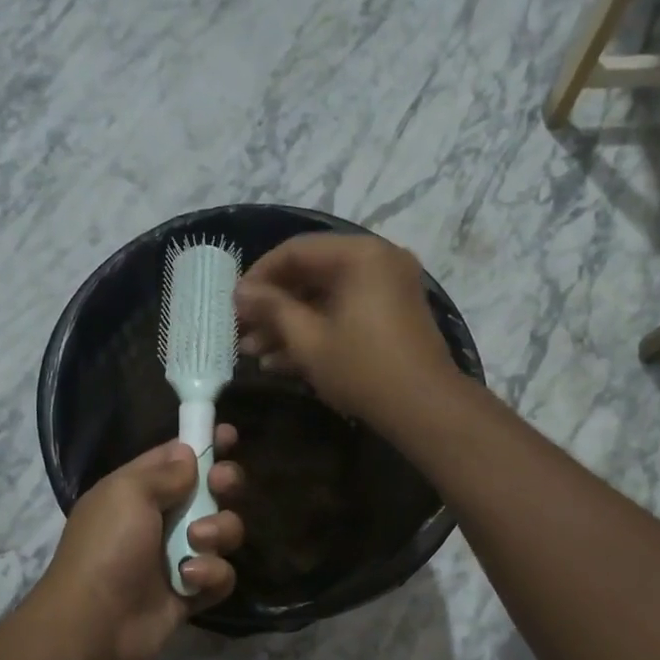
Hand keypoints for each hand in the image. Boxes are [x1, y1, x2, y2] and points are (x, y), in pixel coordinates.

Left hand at [35, 429, 244, 659]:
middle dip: (224, 486)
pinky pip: (221, 575)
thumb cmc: (107, 547)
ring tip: (196, 543)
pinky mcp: (192, 592)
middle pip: (211, 492)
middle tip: (222, 487)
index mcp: (139, 491)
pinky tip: (190, 580)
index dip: (204, 444)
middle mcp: (161, 520)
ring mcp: (179, 557)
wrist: (95, 622)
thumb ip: (164, 472)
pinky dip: (211, 575)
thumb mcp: (127, 493)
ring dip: (218, 532)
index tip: (229, 436)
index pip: (178, 458)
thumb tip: (189, 454)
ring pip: (224, 532)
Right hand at [234, 233, 456, 428]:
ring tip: (253, 352)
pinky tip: (280, 362)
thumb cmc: (363, 370)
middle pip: (311, 274)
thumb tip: (241, 293)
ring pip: (326, 298)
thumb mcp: (309, 340)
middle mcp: (377, 262)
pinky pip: (346, 313)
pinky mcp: (391, 317)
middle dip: (273, 306)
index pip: (296, 251)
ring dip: (289, 324)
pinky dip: (316, 332)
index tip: (234, 304)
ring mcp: (387, 289)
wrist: (425, 409)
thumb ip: (273, 309)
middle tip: (241, 331)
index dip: (259, 276)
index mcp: (360, 255)